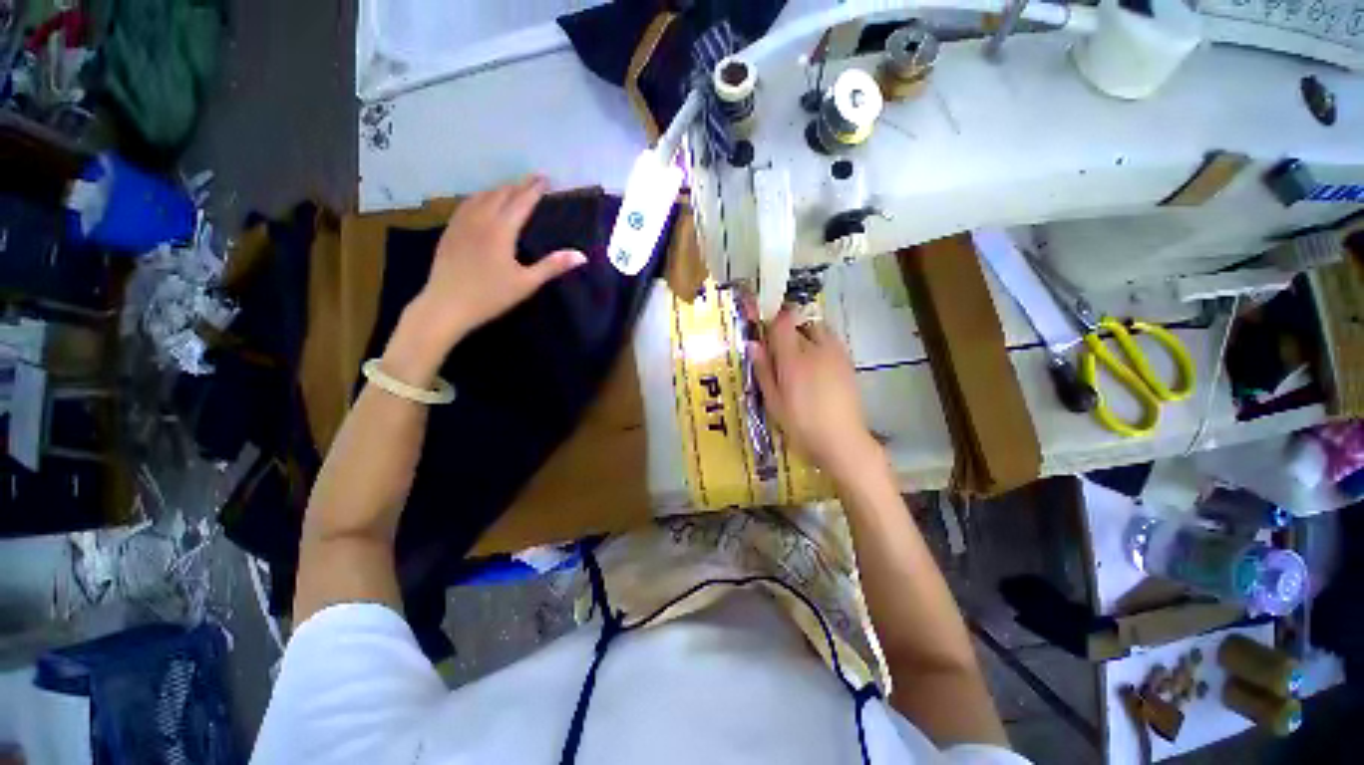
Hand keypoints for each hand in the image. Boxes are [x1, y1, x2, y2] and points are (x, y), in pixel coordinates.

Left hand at [412, 176, 586, 346]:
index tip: (546, 178)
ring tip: (511, 188)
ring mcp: (461, 224)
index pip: (521, 202)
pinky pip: (466, 204)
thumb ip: (553, 266)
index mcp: (501, 230)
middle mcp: (480, 219)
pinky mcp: (450, 231)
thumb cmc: (491, 296)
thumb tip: (581, 256)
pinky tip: (481, 201)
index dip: (534, 189)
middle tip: (533, 180)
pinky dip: (480, 197)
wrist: (447, 305)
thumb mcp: (526, 283)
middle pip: (501, 195)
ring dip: (499, 189)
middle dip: (519, 185)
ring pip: (482, 196)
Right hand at [752, 307, 880, 484]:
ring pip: (818, 330)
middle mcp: (816, 349)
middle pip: (800, 322)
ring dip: (806, 335)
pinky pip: (831, 342)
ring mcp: (836, 354)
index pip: (782, 322)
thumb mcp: (774, 401)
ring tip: (799, 359)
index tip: (764, 330)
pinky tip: (817, 369)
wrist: (842, 441)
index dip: (772, 319)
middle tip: (780, 351)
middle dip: (788, 330)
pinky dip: (820, 346)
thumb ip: (763, 370)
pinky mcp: (848, 363)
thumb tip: (752, 344)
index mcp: (793, 358)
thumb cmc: (801, 424)